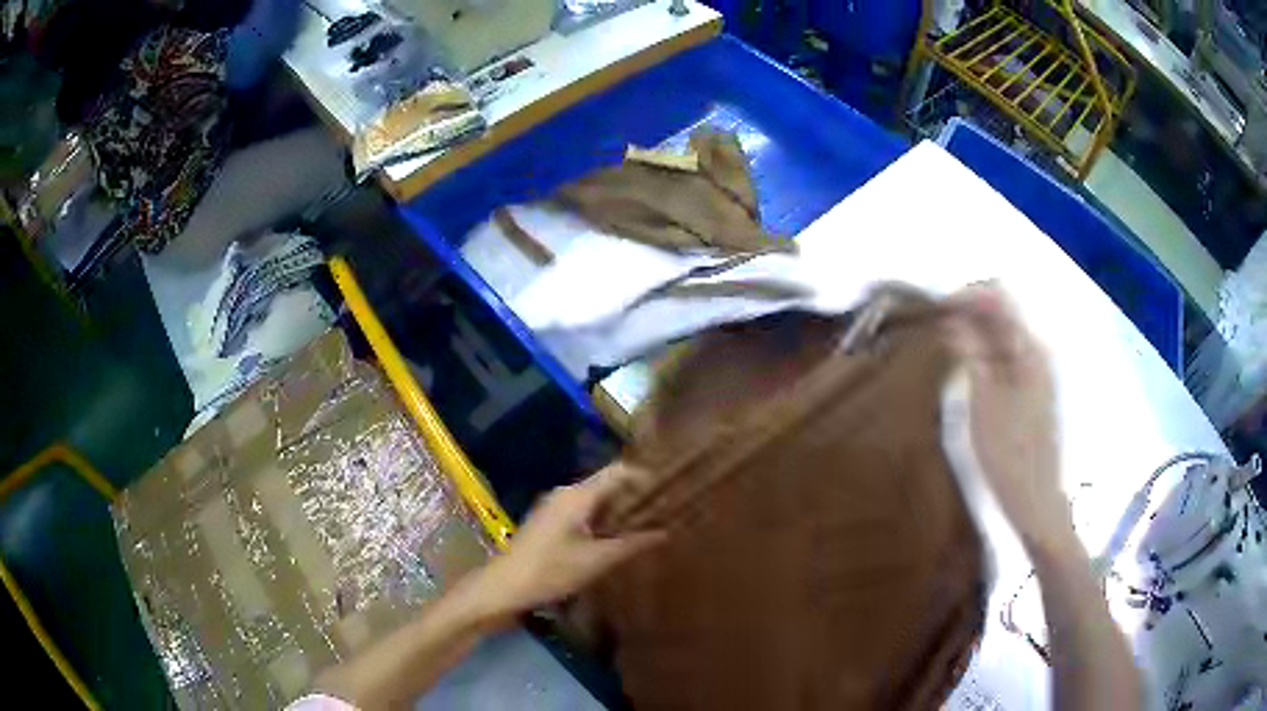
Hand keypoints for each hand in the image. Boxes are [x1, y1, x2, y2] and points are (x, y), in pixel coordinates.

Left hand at [471, 463, 665, 619]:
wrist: (505, 585)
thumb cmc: (552, 570)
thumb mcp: (597, 560)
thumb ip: (632, 544)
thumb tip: (665, 532)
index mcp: (578, 495)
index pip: (618, 472)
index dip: (644, 477)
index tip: (669, 488)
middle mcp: (565, 493)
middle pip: (606, 484)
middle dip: (634, 495)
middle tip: (664, 508)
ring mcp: (554, 506)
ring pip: (594, 499)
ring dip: (618, 509)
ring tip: (646, 522)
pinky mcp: (548, 521)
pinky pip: (582, 511)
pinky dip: (602, 518)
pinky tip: (616, 536)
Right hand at [945, 284, 1077, 555]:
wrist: (1036, 500)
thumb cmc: (1008, 455)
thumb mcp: (984, 403)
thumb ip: (972, 354)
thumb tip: (954, 319)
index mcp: (1030, 349)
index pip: (997, 298)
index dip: (965, 296)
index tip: (935, 309)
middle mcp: (1038, 350)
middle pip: (1002, 313)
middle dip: (969, 312)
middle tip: (936, 328)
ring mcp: (1039, 369)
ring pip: (1004, 334)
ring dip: (976, 333)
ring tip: (948, 348)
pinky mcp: (1035, 387)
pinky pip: (1008, 354)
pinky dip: (986, 352)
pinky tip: (969, 369)